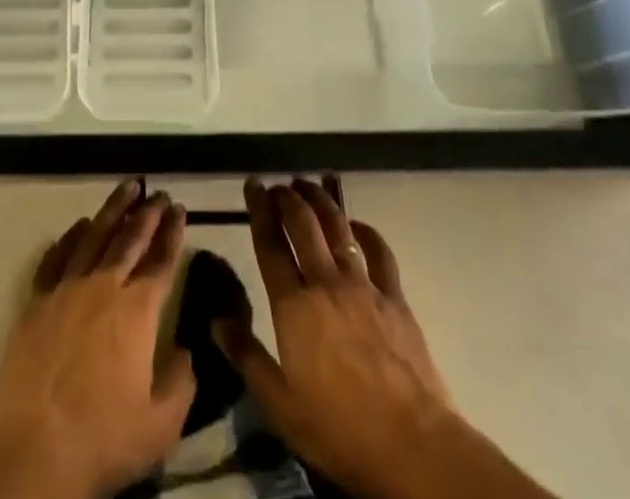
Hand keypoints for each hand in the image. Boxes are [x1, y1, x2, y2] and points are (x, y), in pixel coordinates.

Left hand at [0, 179, 194, 498]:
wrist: (33, 449)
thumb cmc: (102, 438)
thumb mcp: (161, 425)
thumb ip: (181, 381)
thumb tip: (186, 350)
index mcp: (137, 310)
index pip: (161, 260)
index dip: (173, 233)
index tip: (180, 209)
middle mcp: (104, 286)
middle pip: (130, 238)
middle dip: (148, 212)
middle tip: (159, 192)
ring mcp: (66, 288)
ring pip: (94, 235)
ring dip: (113, 209)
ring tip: (127, 187)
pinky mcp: (36, 300)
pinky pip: (56, 256)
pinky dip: (69, 236)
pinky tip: (78, 225)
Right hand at [218, 178, 553, 498]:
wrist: (412, 446)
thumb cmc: (339, 431)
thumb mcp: (281, 406)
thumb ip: (247, 358)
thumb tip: (217, 320)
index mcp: (293, 307)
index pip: (270, 245)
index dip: (259, 210)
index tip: (253, 184)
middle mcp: (325, 283)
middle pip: (303, 224)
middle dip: (287, 197)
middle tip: (277, 185)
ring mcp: (362, 286)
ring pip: (337, 227)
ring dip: (320, 200)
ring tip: (308, 185)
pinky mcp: (394, 297)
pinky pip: (378, 251)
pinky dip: (365, 230)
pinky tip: (356, 224)